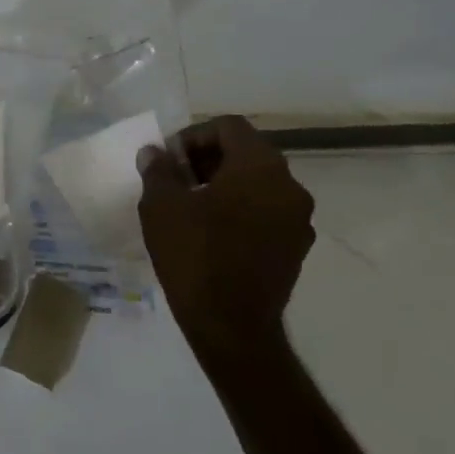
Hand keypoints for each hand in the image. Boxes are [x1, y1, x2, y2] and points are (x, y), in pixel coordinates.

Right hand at [136, 116, 315, 364]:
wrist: (231, 326)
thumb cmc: (194, 255)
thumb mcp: (161, 206)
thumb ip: (159, 170)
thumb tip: (156, 153)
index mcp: (260, 166)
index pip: (229, 126)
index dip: (194, 136)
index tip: (169, 161)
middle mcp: (290, 186)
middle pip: (247, 152)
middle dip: (208, 160)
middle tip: (176, 180)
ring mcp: (299, 219)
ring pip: (258, 183)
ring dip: (225, 185)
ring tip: (191, 207)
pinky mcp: (297, 248)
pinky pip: (267, 212)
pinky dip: (241, 210)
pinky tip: (212, 233)